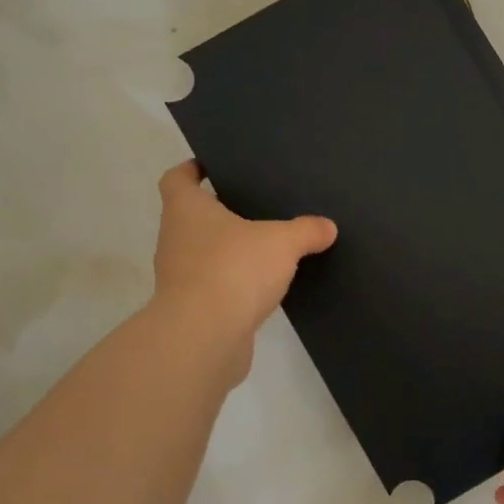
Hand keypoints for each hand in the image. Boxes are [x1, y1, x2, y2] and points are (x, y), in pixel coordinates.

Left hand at [148, 162, 336, 378]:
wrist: (204, 337)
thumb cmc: (234, 270)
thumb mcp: (282, 243)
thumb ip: (306, 231)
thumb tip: (328, 227)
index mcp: (187, 211)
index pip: (177, 179)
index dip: (192, 170)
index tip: (212, 166)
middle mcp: (176, 240)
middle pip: (192, 218)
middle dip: (220, 212)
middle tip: (255, 205)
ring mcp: (180, 277)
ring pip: (205, 254)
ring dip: (229, 251)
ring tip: (266, 247)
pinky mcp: (193, 309)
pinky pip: (216, 286)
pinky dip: (235, 284)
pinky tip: (264, 286)